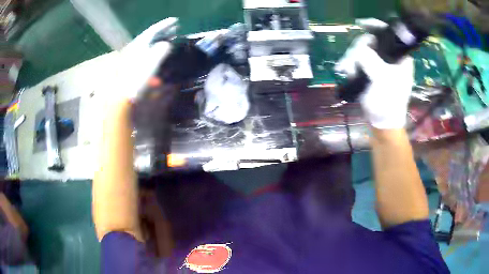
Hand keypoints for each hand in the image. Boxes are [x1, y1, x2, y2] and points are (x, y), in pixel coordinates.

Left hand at [115, 17, 177, 100]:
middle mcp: (135, 48)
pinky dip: (154, 50)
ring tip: (170, 39)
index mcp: (139, 45)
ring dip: (160, 41)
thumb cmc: (137, 79)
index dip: (165, 25)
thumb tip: (166, 45)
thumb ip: (161, 51)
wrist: (123, 96)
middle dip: (163, 32)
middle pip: (150, 36)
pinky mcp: (132, 66)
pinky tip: (159, 53)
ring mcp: (132, 57)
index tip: (175, 20)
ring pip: (148, 45)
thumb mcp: (152, 63)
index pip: (153, 30)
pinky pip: (146, 53)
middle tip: (174, 29)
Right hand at [335, 19, 413, 128]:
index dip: (375, 26)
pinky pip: (357, 61)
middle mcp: (390, 58)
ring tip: (347, 71)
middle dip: (358, 49)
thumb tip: (359, 49)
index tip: (361, 24)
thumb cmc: (388, 102)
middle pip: (370, 41)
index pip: (388, 34)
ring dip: (351, 59)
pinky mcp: (370, 71)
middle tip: (351, 62)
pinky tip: (346, 72)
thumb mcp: (382, 79)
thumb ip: (370, 59)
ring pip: (361, 51)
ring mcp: (379, 65)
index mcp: (399, 57)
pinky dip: (350, 65)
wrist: (383, 123)